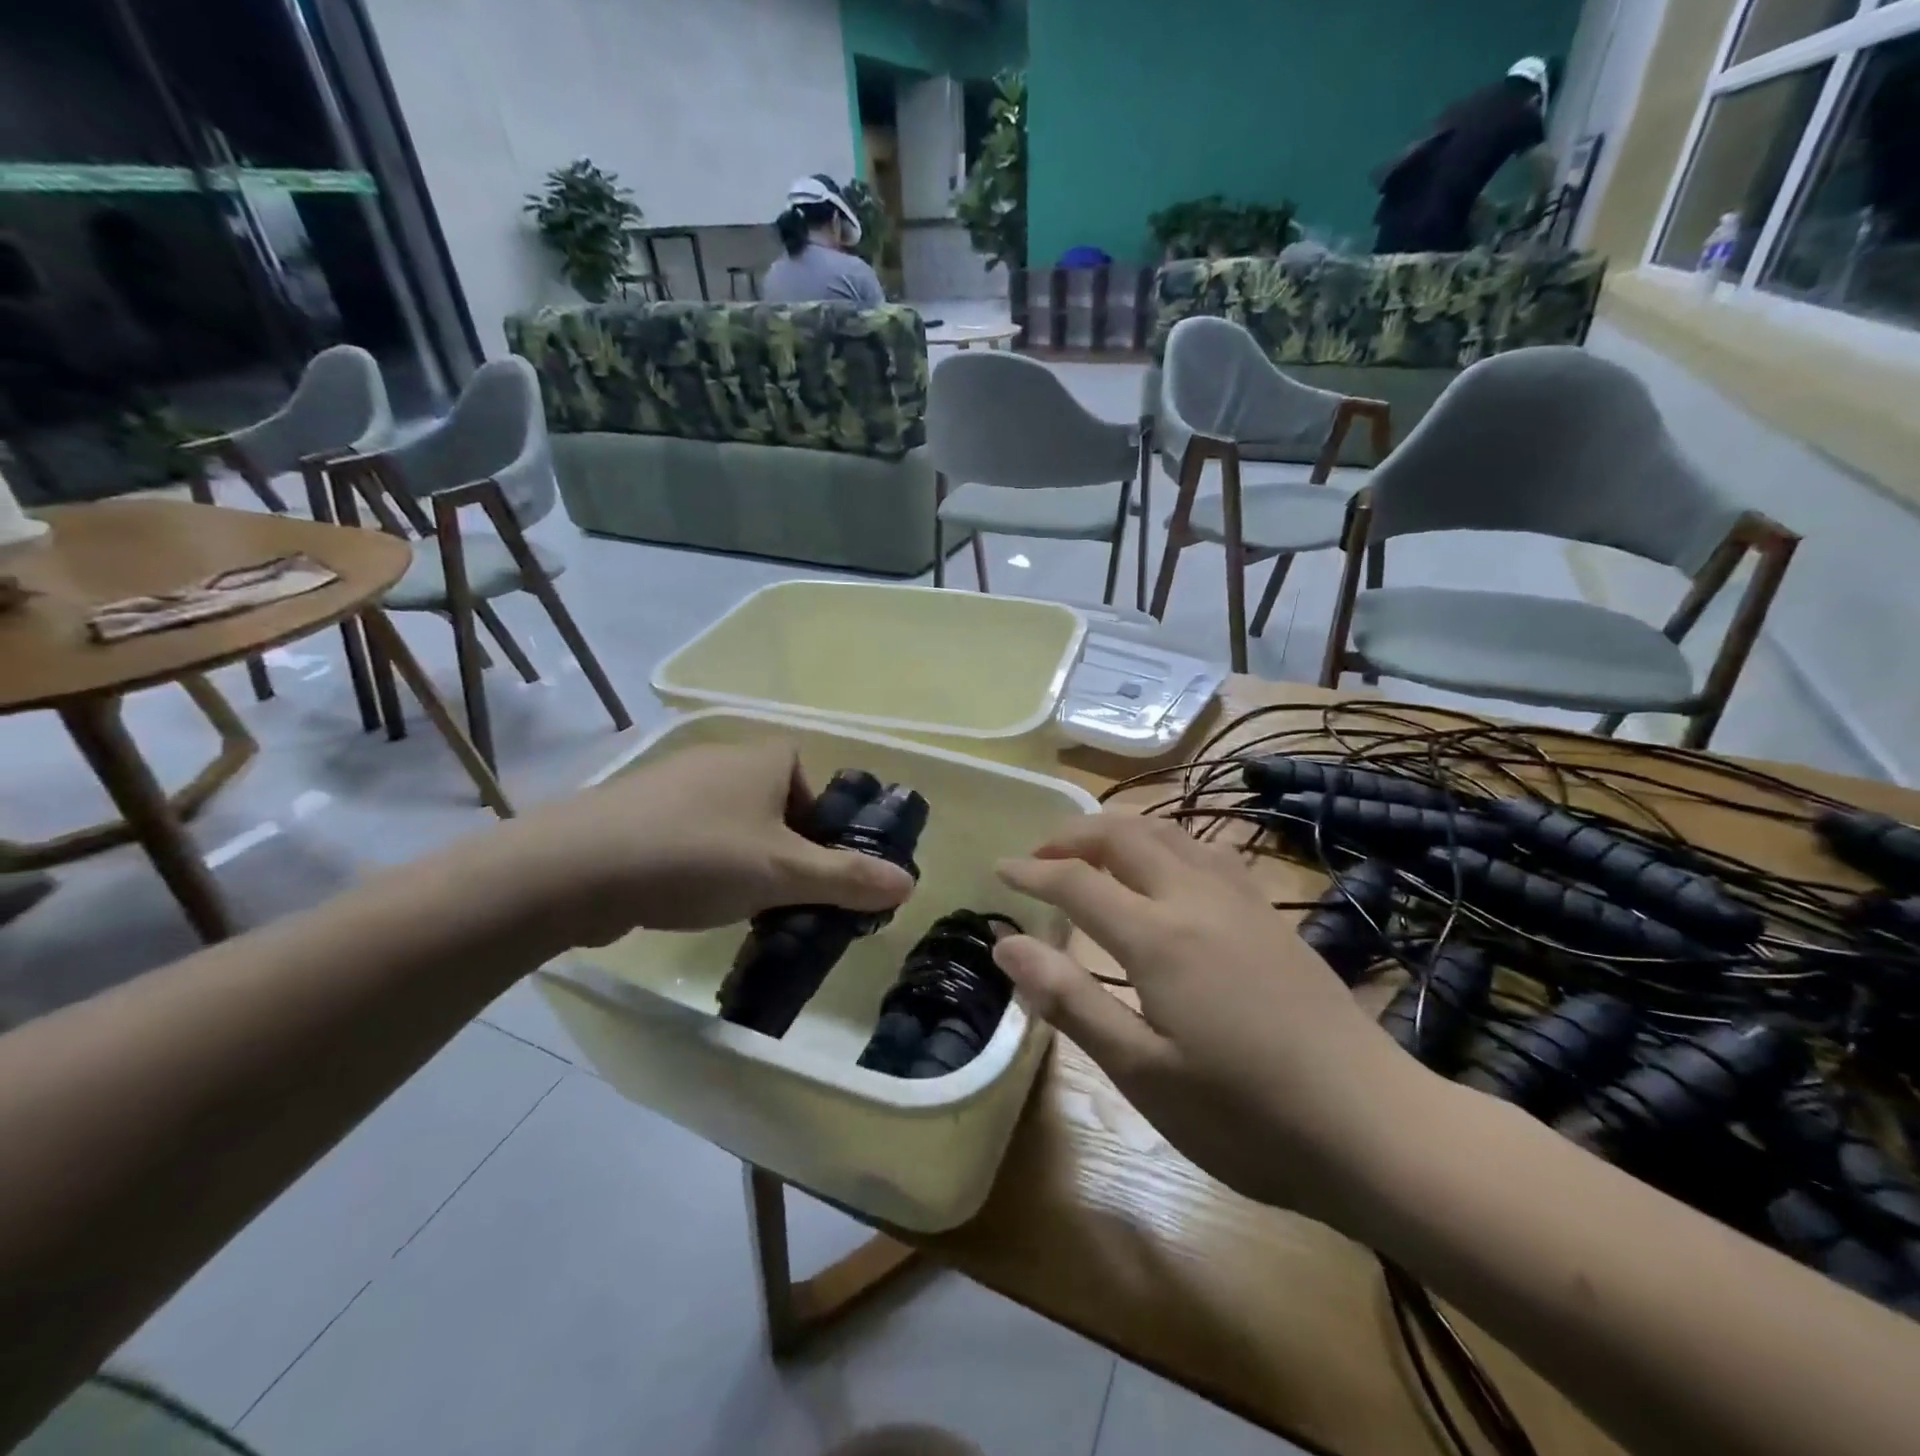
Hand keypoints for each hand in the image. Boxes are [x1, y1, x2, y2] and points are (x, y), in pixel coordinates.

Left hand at [504, 742, 915, 945]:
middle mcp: (718, 758)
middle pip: (770, 801)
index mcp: (761, 758)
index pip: (806, 776)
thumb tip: (909, 884)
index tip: (809, 864)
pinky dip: (695, 861)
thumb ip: (849, 878)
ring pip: (726, 820)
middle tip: (779, 893)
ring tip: (732, 903)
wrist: (576, 868)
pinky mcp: (632, 811)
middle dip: (780, 847)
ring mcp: (670, 782)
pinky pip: (685, 832)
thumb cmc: (699, 856)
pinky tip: (681, 897)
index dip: (816, 819)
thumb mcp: (785, 874)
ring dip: (738, 857)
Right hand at [994, 815, 1430, 1226]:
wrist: (1376, 1129)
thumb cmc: (1246, 1116)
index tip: (998, 870)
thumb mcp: (1143, 1074)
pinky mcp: (1272, 915)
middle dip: (1073, 834)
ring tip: (1092, 852)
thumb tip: (1005, 945)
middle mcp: (1196, 898)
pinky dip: (1168, 842)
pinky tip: (1168, 868)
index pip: (1077, 882)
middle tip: (1039, 855)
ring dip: (1121, 830)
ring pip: (1170, 833)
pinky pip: (1207, 850)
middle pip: (1124, 836)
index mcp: (1159, 936)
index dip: (1032, 871)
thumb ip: (1070, 1000)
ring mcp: (1242, 901)